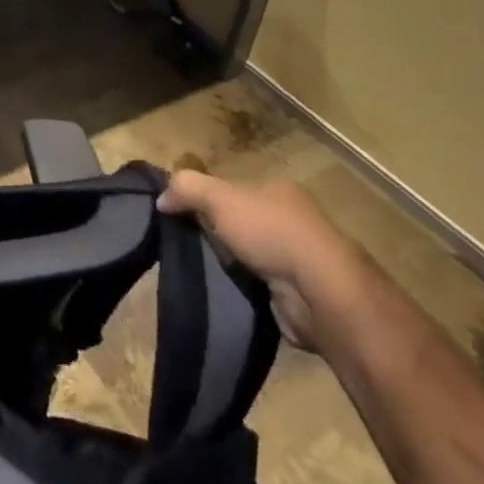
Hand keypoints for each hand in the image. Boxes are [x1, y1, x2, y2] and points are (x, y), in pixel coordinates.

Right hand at [158, 171, 363, 350]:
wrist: (322, 294)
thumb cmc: (271, 233)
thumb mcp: (219, 197)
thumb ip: (187, 188)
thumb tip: (161, 198)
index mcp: (280, 190)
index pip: (236, 188)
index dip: (210, 199)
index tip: (185, 214)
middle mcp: (294, 221)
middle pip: (244, 221)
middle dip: (221, 234)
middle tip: (190, 245)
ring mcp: (301, 259)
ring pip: (253, 255)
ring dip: (233, 265)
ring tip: (204, 272)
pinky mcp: (301, 295)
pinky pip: (262, 286)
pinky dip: (247, 290)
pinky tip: (228, 293)